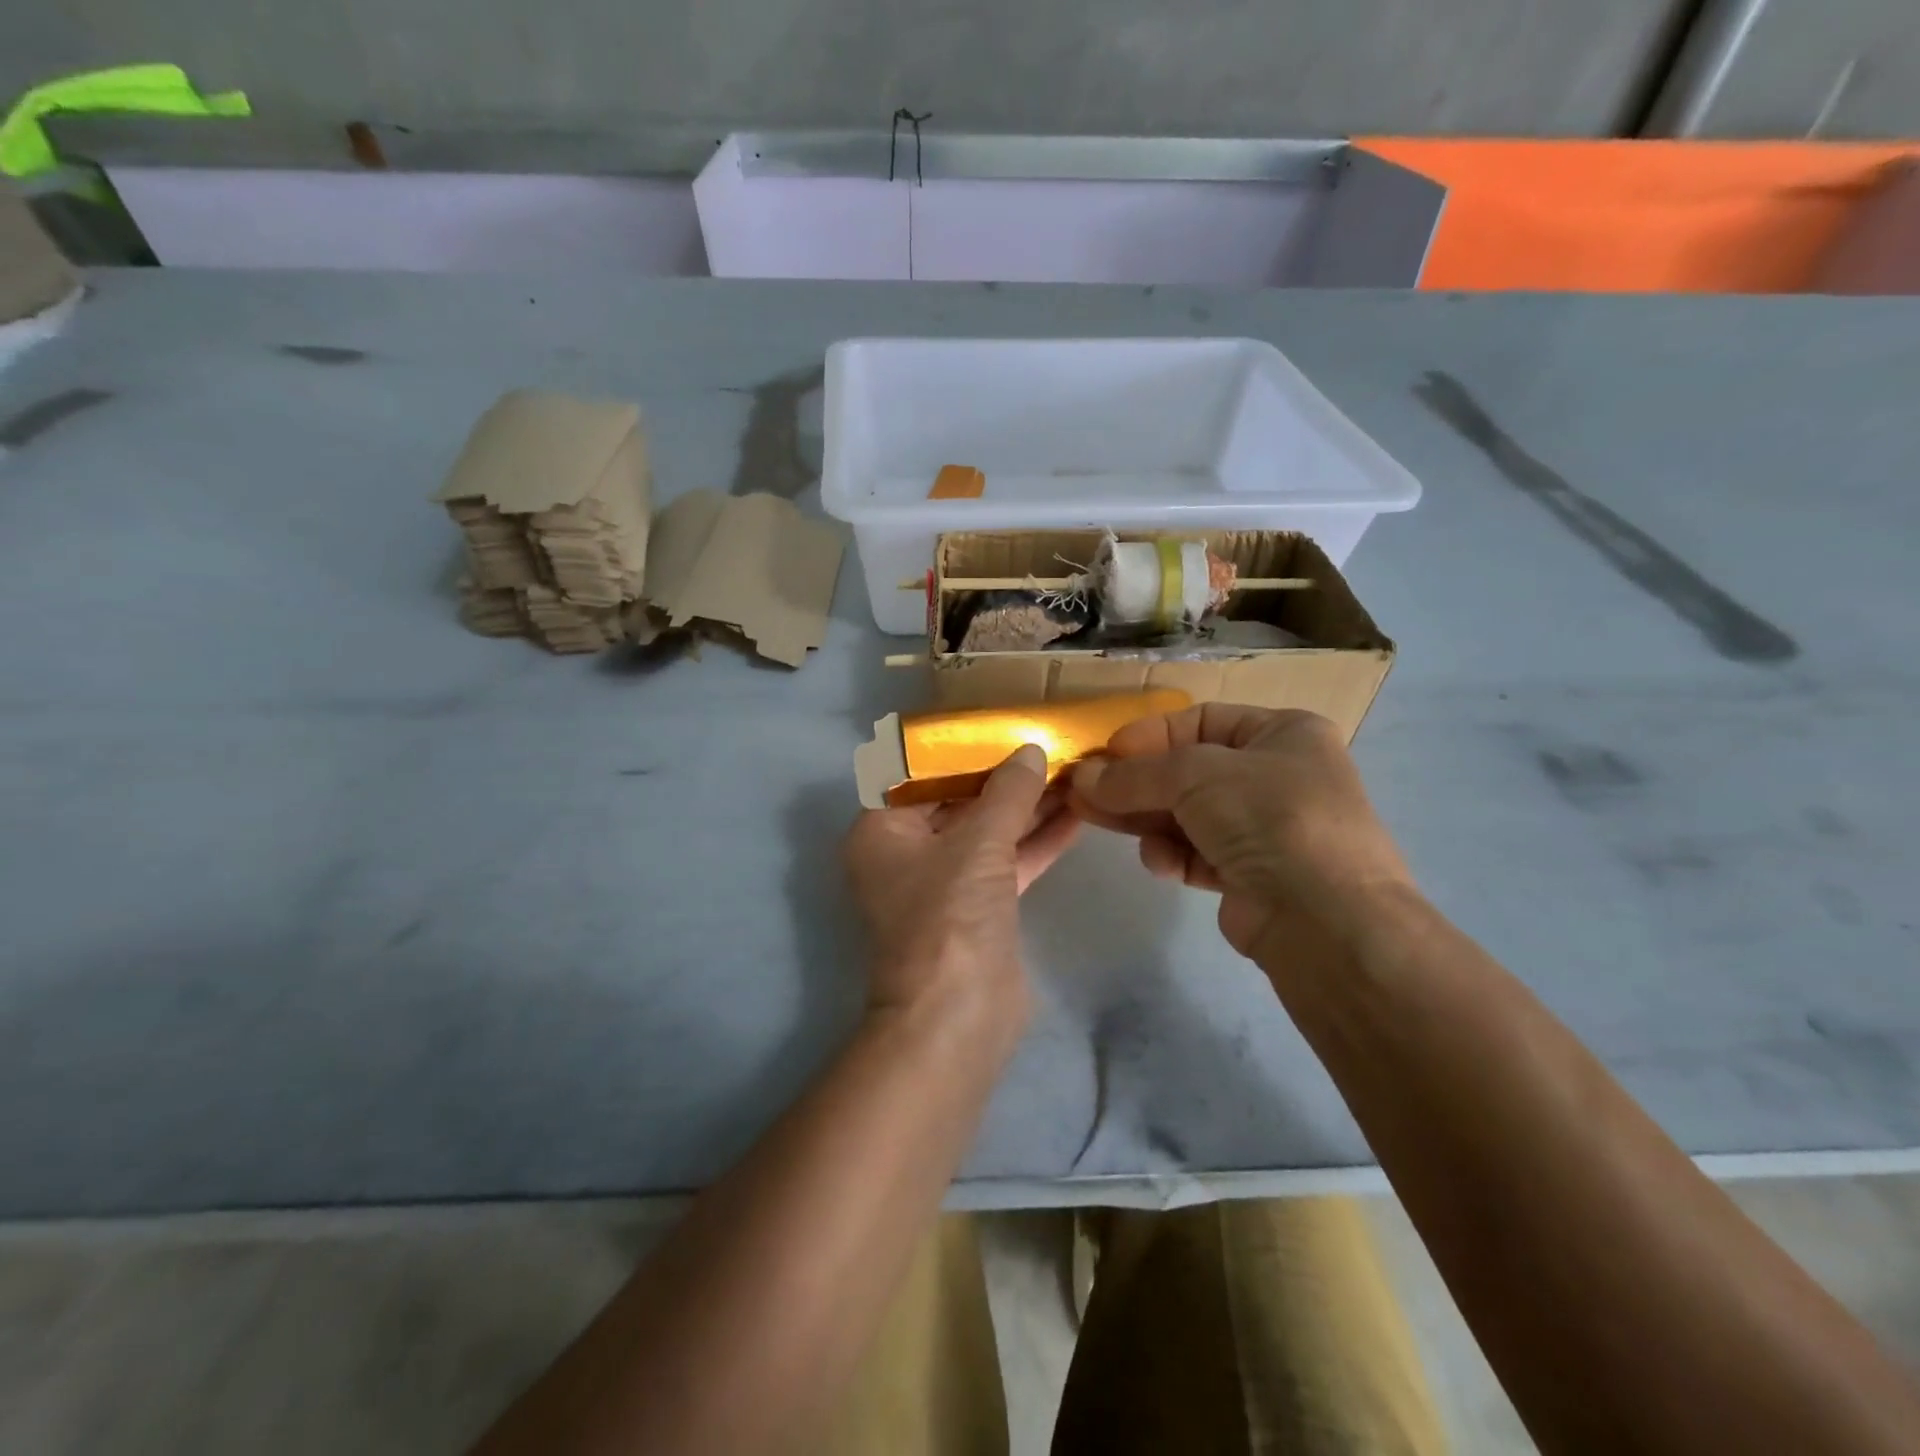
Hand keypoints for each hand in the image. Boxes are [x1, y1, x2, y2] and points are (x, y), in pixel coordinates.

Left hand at [844, 745, 1077, 1042]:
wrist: (957, 1018)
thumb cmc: (949, 918)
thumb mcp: (978, 844)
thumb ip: (1007, 794)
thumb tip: (1031, 751)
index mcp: (881, 830)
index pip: (919, 774)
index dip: (960, 749)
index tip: (1001, 725)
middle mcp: (907, 852)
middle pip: (958, 801)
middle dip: (1003, 777)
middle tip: (1046, 743)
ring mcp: (944, 882)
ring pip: (988, 832)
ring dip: (1026, 807)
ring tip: (1071, 770)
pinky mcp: (979, 908)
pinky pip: (1007, 862)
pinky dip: (1036, 841)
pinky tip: (1076, 814)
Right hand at [1068, 705, 1414, 962]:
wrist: (1326, 920)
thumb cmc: (1268, 817)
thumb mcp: (1195, 776)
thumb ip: (1134, 774)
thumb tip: (1081, 778)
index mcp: (1284, 734)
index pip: (1202, 720)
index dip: (1150, 734)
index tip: (1106, 753)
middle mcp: (1279, 776)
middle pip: (1190, 770)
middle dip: (1136, 781)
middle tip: (1084, 790)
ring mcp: (1267, 829)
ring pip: (1189, 814)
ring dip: (1146, 818)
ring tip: (1095, 820)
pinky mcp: (1252, 876)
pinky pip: (1199, 853)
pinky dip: (1174, 854)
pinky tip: (1160, 863)